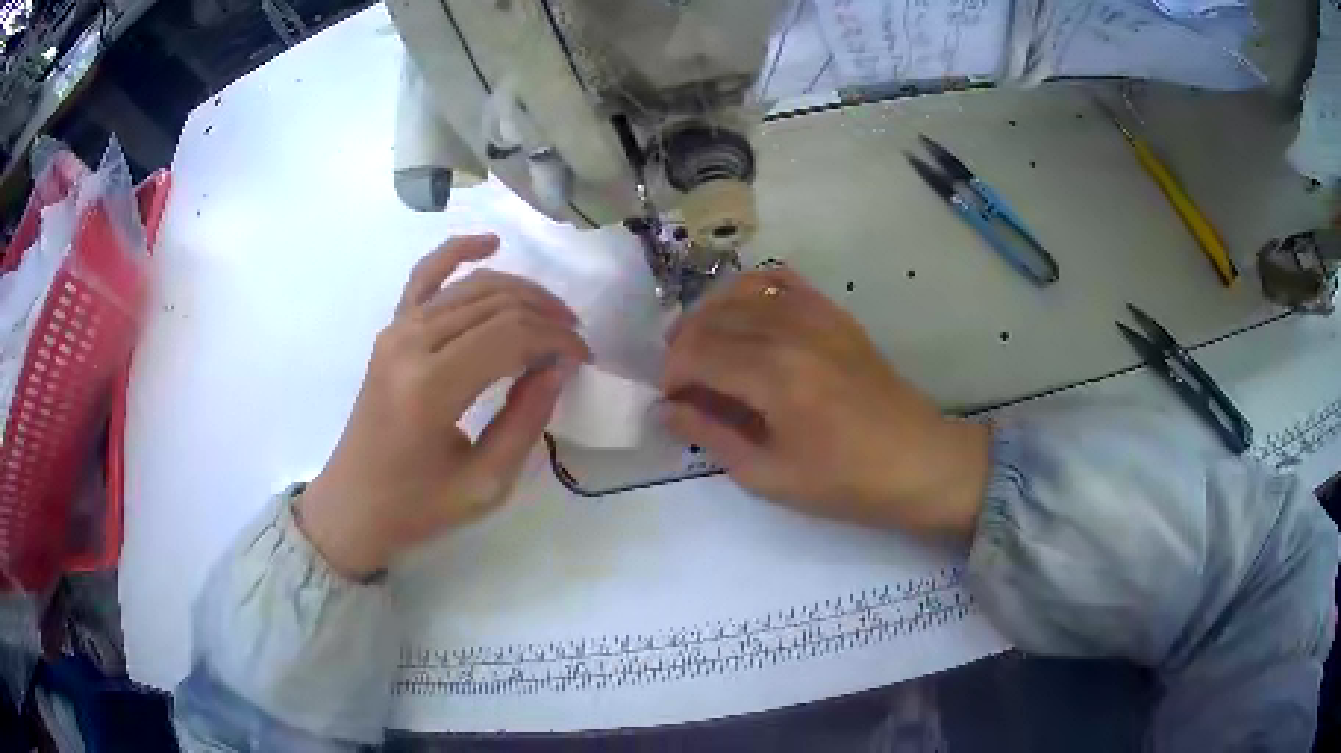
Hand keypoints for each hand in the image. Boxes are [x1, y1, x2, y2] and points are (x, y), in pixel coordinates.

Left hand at [297, 235, 589, 577]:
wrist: (354, 504)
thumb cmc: (417, 506)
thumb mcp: (485, 484)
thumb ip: (525, 423)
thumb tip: (558, 369)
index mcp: (431, 388)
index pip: (511, 335)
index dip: (557, 339)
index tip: (583, 359)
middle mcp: (411, 344)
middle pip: (496, 304)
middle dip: (546, 316)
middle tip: (574, 342)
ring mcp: (396, 330)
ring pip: (472, 286)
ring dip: (520, 292)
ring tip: (552, 315)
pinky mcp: (390, 330)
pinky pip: (425, 275)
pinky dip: (458, 251)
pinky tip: (490, 242)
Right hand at [661, 268, 990, 541]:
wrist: (917, 461)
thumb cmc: (845, 482)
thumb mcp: (769, 475)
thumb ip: (711, 435)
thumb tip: (666, 409)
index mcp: (774, 376)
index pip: (696, 354)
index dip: (672, 375)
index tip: (671, 402)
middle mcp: (790, 331)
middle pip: (712, 320)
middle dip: (683, 348)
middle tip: (683, 384)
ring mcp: (815, 314)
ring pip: (739, 294)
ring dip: (709, 318)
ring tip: (704, 350)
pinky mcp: (833, 312)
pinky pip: (780, 280)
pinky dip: (751, 290)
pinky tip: (743, 316)